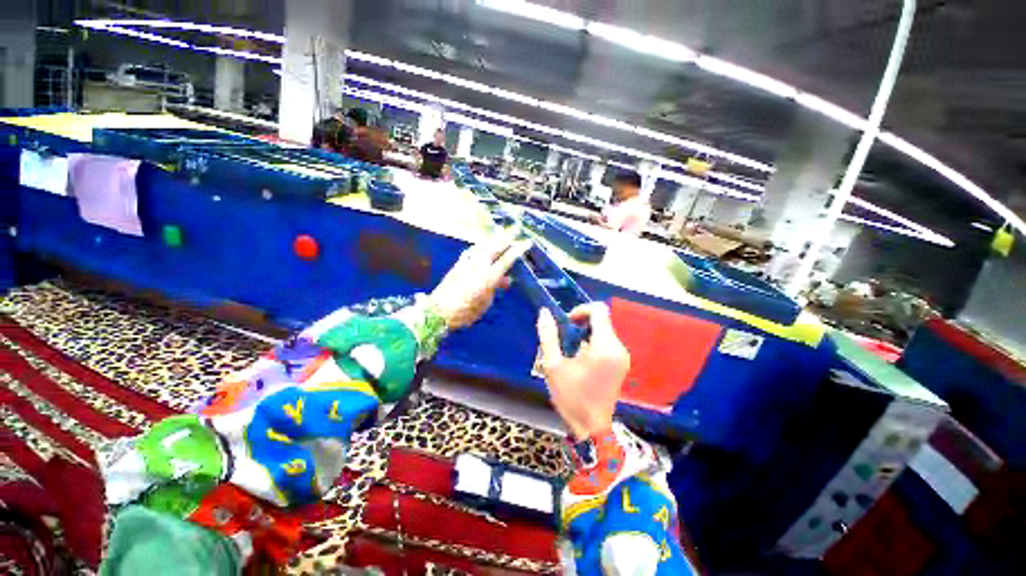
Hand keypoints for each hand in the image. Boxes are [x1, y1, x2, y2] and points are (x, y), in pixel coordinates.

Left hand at [429, 234, 531, 329]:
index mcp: (489, 277)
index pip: (507, 259)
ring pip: (483, 246)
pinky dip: (480, 246)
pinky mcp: (459, 263)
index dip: (518, 250)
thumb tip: (505, 279)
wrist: (439, 311)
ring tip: (501, 232)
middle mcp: (479, 265)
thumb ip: (495, 288)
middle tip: (516, 230)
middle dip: (507, 237)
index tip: (526, 242)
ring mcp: (467, 262)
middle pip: (495, 247)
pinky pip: (472, 250)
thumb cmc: (466, 312)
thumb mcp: (486, 303)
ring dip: (494, 239)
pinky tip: (482, 246)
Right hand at [537, 303, 629, 438]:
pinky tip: (581, 358)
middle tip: (565, 338)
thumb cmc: (571, 397)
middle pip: (602, 320)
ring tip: (571, 350)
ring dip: (586, 332)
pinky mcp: (622, 363)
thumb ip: (548, 335)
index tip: (567, 322)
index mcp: (604, 347)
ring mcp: (622, 356)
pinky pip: (607, 341)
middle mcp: (618, 348)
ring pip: (604, 330)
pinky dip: (593, 342)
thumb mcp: (553, 365)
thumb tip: (544, 312)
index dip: (581, 309)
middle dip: (582, 322)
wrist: (592, 427)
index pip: (599, 310)